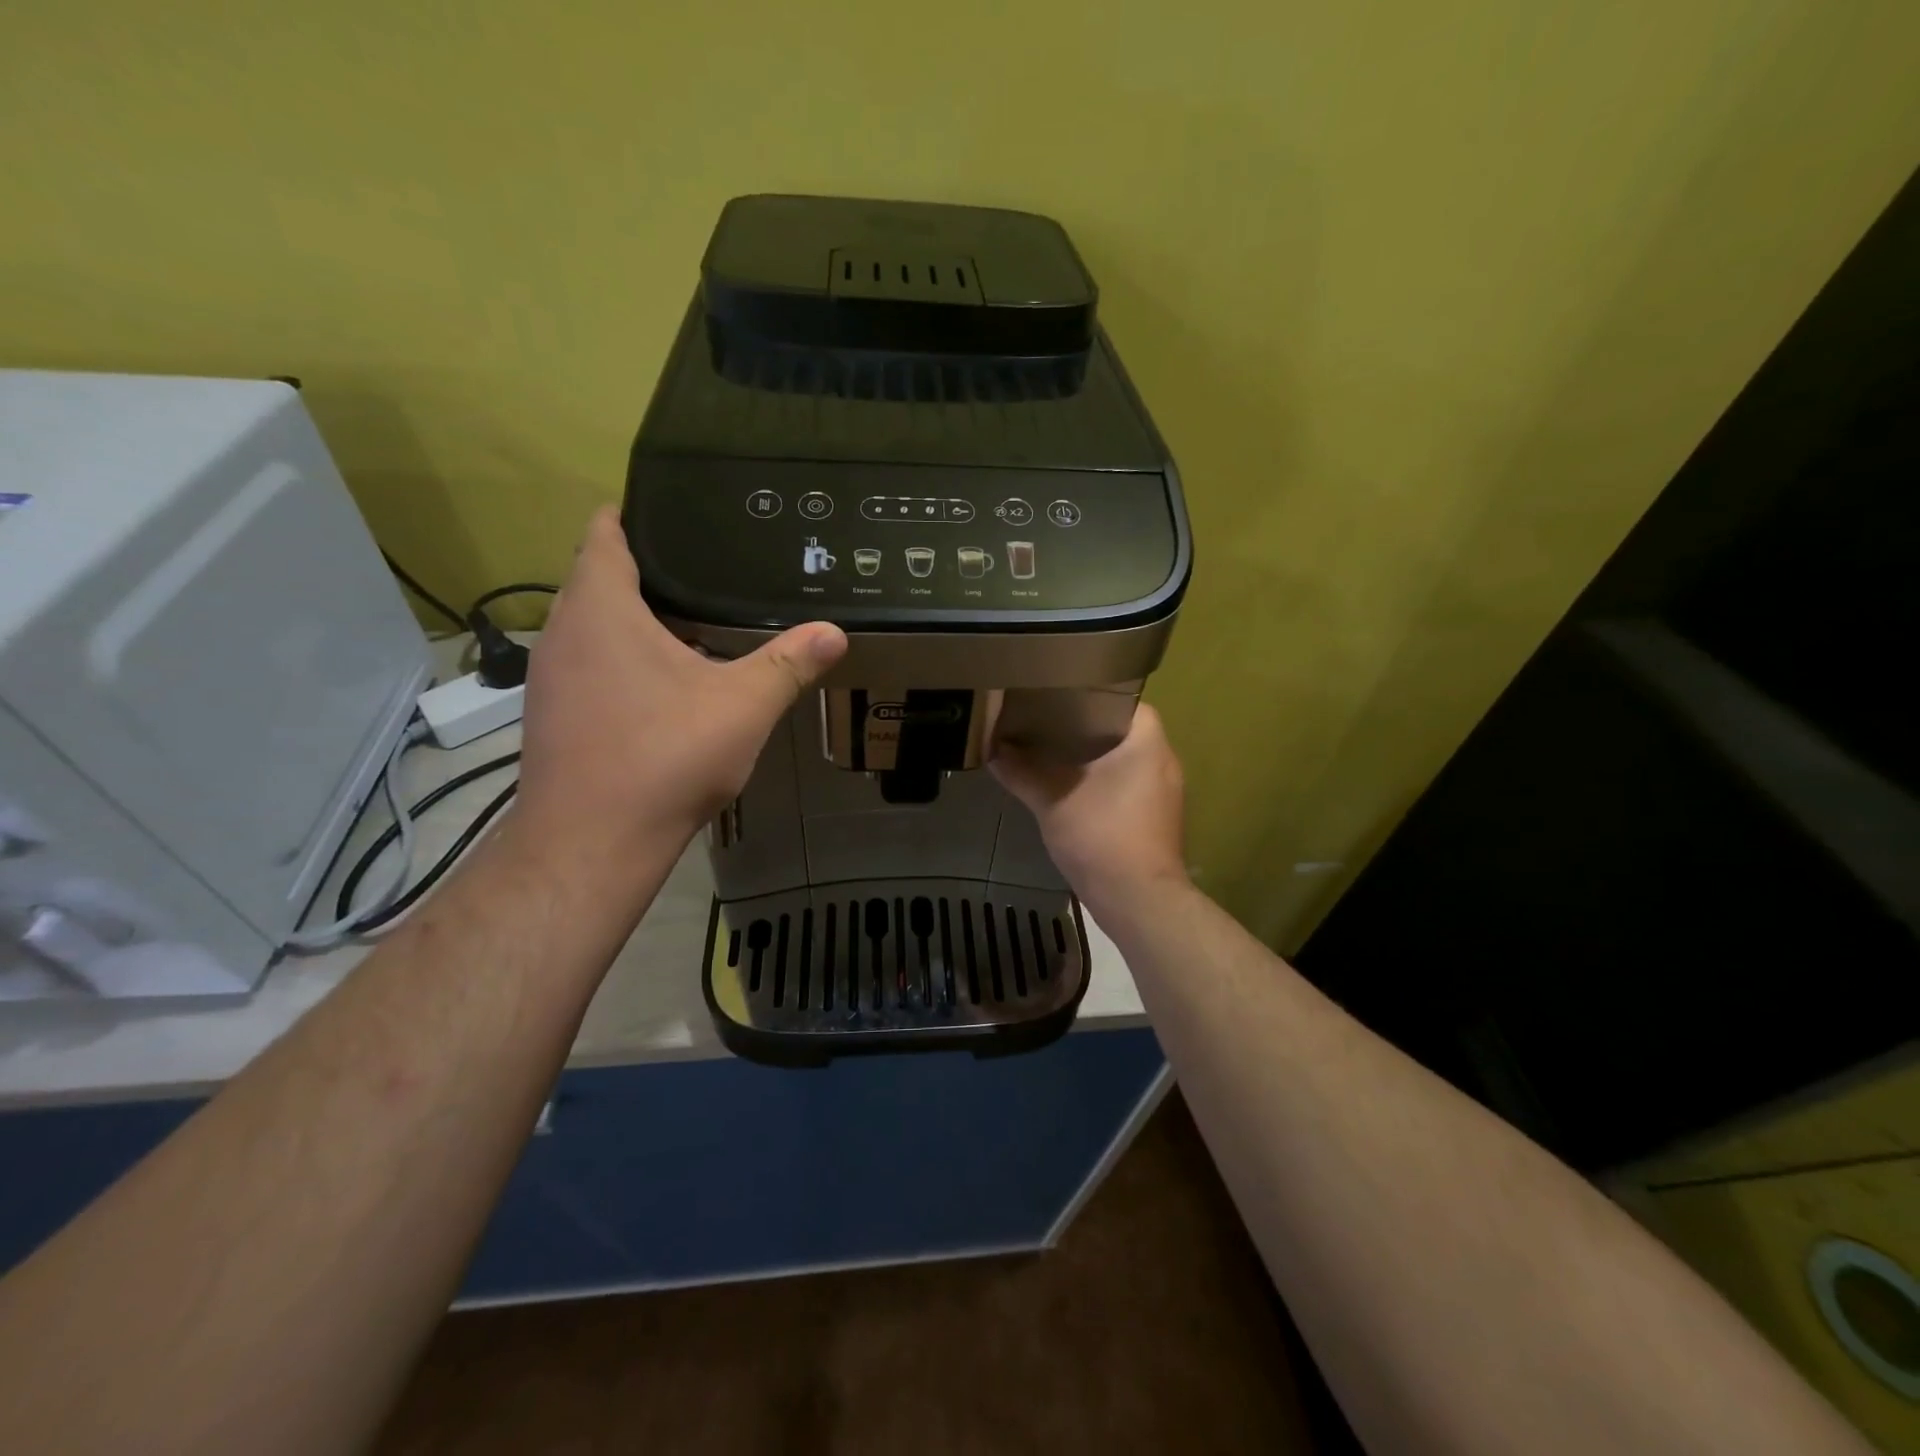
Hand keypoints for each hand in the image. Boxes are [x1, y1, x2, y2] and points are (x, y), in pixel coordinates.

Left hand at [514, 507, 846, 866]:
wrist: (591, 843)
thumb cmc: (664, 758)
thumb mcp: (742, 706)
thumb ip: (788, 664)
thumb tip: (834, 632)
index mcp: (601, 611)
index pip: (603, 536)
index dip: (631, 516)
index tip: (670, 511)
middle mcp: (563, 634)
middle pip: (597, 580)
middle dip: (644, 571)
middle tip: (702, 569)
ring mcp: (550, 678)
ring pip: (590, 627)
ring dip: (630, 620)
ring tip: (689, 620)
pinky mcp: (552, 716)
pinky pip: (587, 665)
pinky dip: (619, 659)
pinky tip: (661, 684)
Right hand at [991, 703, 1189, 914]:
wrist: (1137, 900)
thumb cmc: (1101, 837)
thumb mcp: (1052, 800)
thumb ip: (1022, 772)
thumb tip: (992, 750)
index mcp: (1147, 743)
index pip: (1124, 700)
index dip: (1092, 696)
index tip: (1060, 698)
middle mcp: (1164, 761)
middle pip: (1123, 731)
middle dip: (1087, 728)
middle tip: (1048, 723)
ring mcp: (1165, 793)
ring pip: (1126, 761)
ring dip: (1095, 759)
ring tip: (1054, 753)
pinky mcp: (1158, 819)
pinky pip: (1129, 786)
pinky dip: (1105, 784)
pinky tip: (1073, 790)